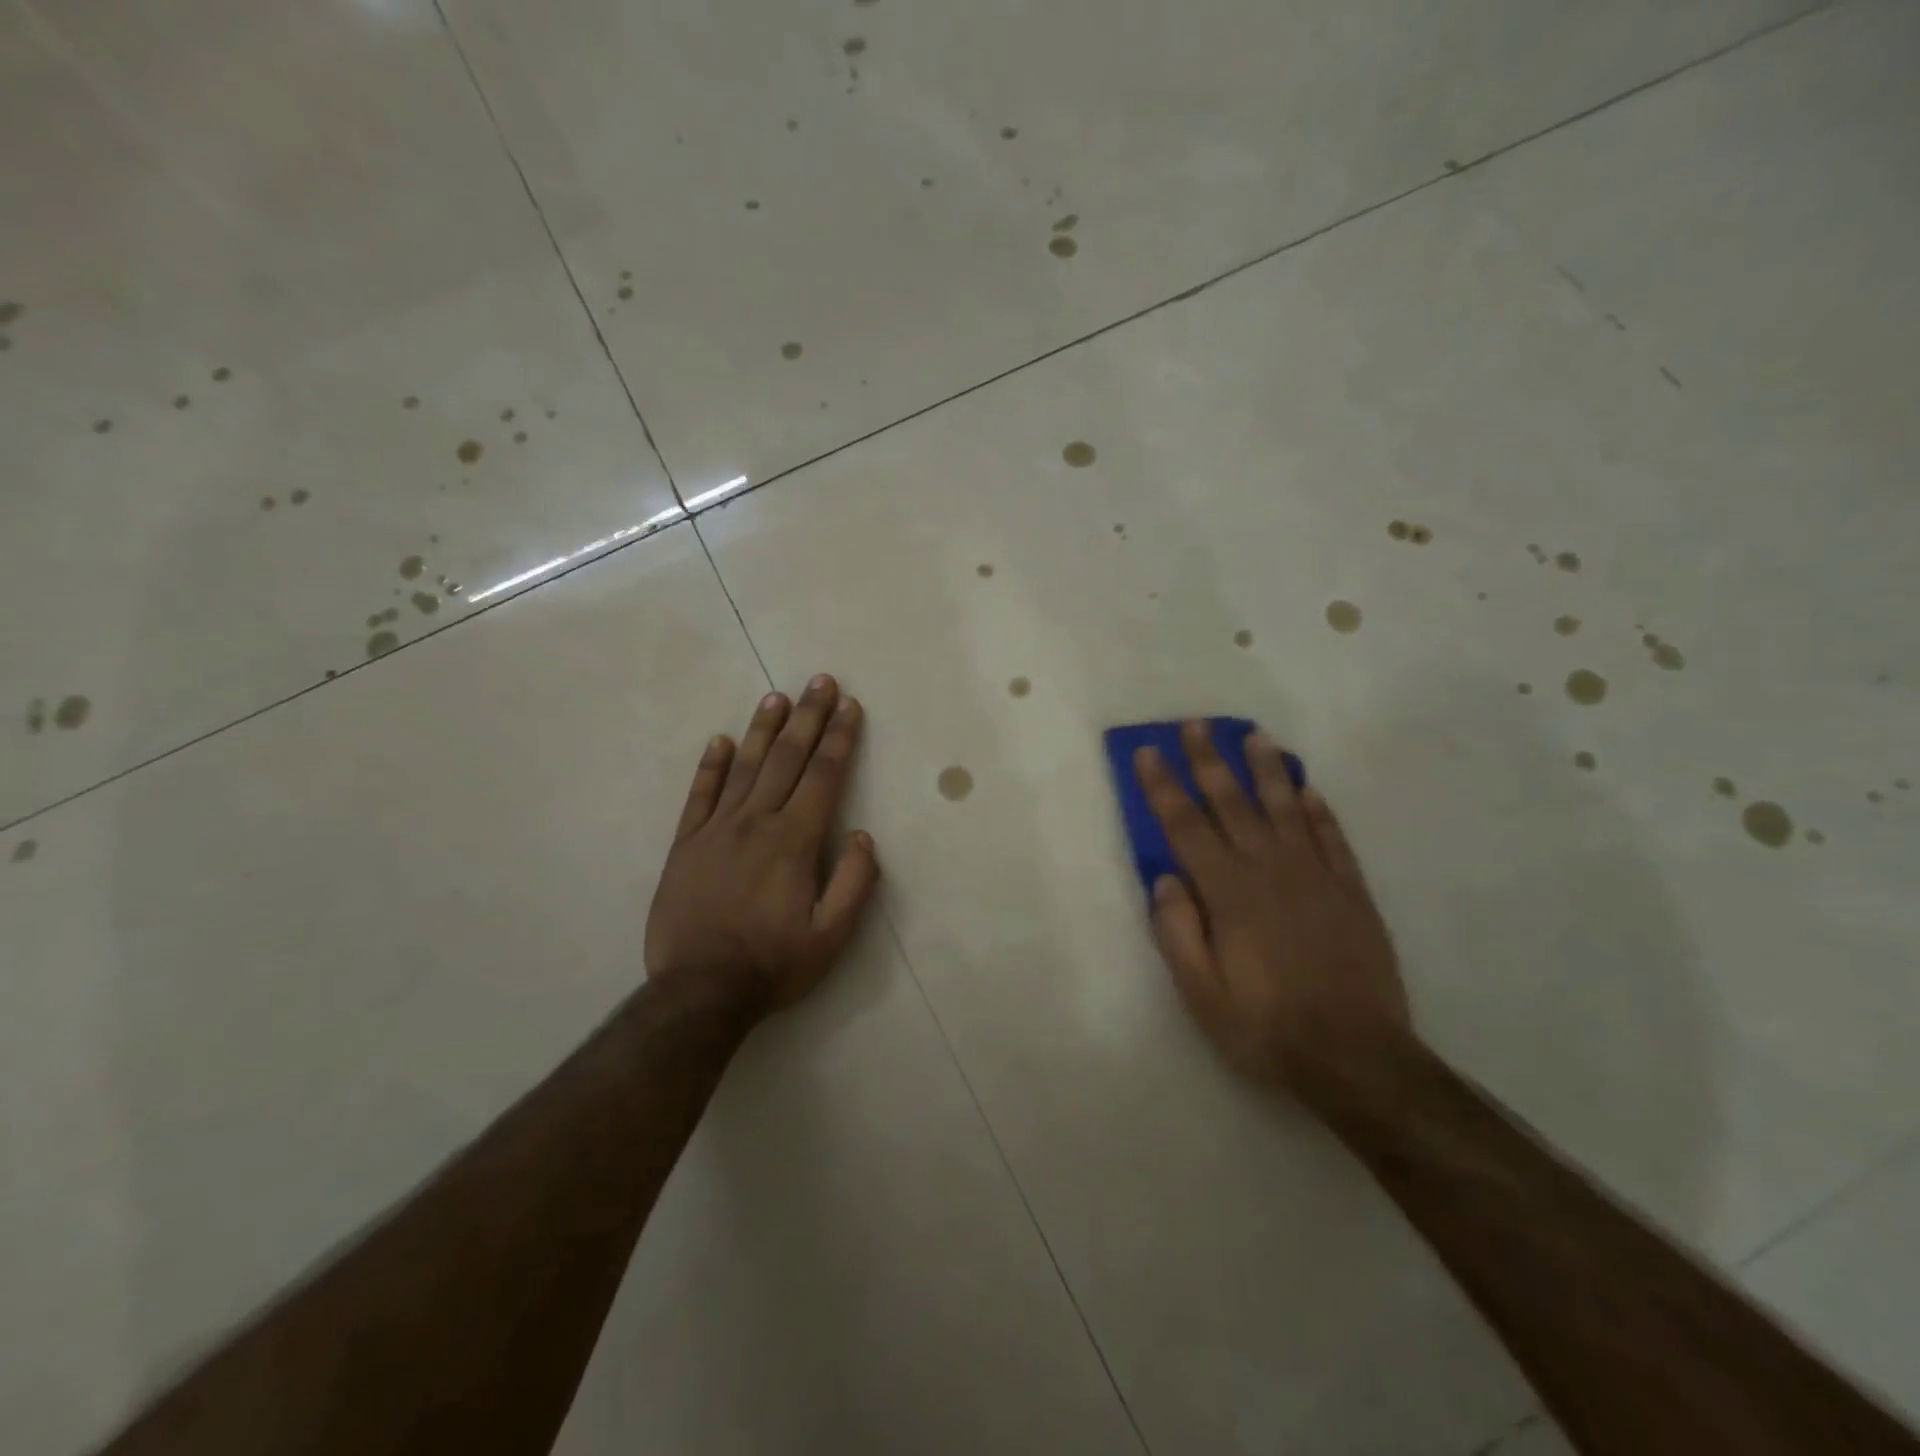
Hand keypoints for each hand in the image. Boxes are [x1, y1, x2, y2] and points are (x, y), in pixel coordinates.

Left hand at [645, 675, 880, 1014]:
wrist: (699, 992)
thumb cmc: (773, 964)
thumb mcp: (831, 937)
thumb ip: (854, 883)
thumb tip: (861, 836)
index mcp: (794, 840)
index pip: (823, 776)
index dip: (839, 737)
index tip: (849, 706)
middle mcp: (756, 822)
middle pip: (788, 758)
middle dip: (808, 717)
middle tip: (820, 681)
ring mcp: (716, 830)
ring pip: (745, 767)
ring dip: (764, 729)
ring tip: (778, 698)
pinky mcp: (686, 844)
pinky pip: (700, 795)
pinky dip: (711, 766)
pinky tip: (721, 740)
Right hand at [1134, 723, 1410, 1107]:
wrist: (1357, 1058)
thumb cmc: (1266, 1028)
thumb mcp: (1202, 994)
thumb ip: (1177, 933)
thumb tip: (1164, 879)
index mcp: (1228, 894)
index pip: (1186, 827)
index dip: (1163, 787)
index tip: (1148, 752)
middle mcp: (1270, 871)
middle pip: (1233, 804)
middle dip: (1209, 761)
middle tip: (1195, 724)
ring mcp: (1316, 877)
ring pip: (1286, 808)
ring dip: (1266, 769)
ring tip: (1254, 735)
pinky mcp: (1351, 892)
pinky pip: (1332, 838)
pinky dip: (1319, 809)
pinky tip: (1308, 788)